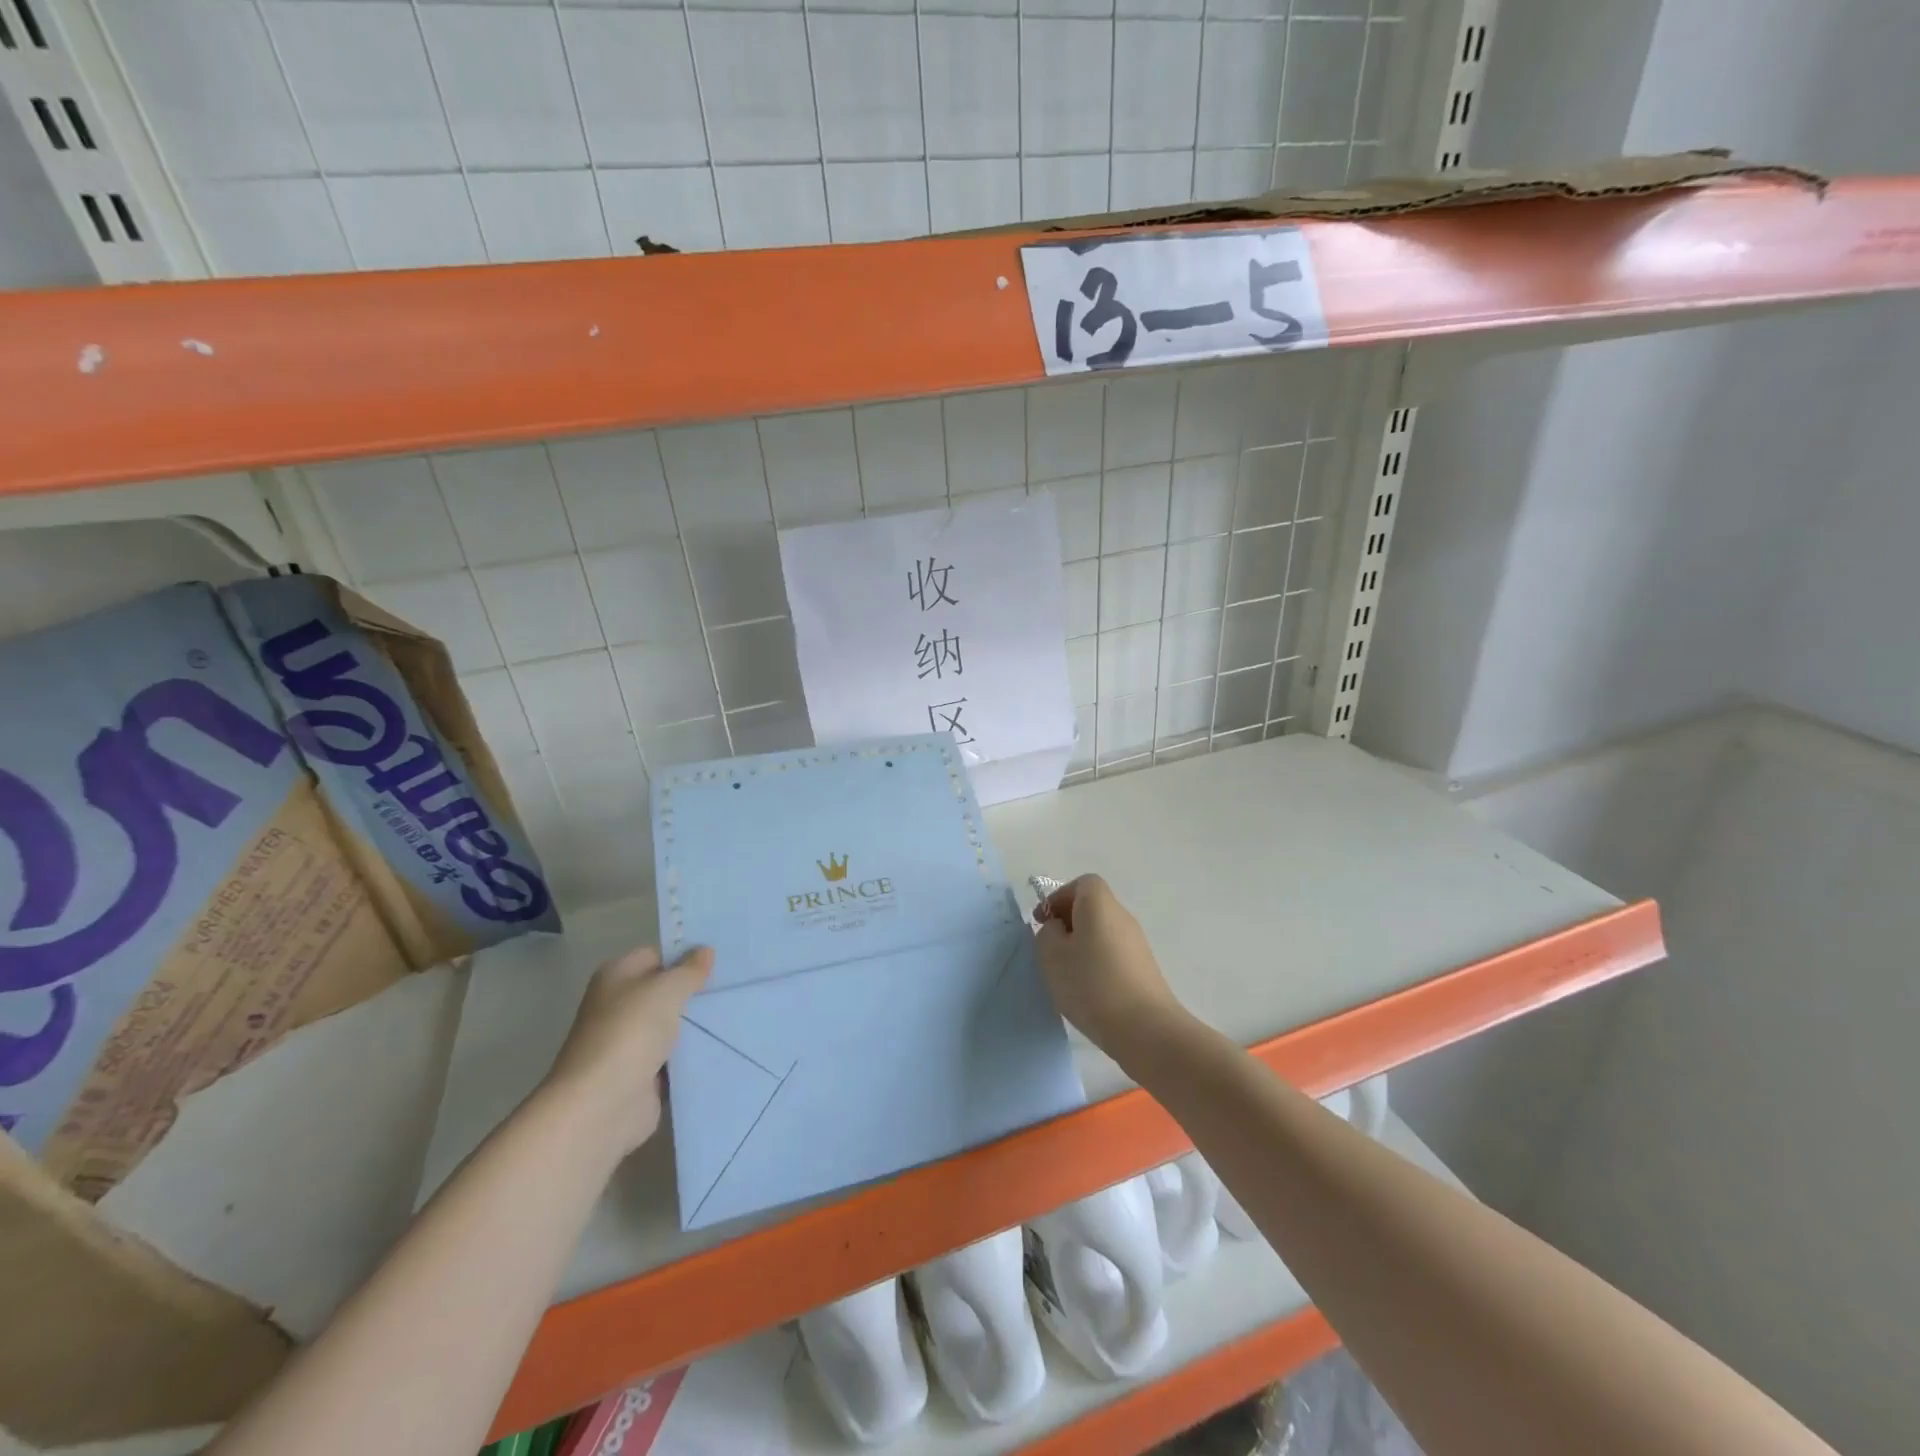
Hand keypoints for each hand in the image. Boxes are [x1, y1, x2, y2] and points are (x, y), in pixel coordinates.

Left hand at [541, 945, 712, 1158]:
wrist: (602, 1105)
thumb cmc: (630, 1032)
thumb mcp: (667, 989)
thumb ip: (689, 970)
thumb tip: (705, 950)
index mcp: (616, 977)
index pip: (655, 956)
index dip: (684, 957)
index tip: (720, 961)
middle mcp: (618, 1006)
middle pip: (664, 992)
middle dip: (695, 992)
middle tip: (733, 986)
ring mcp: (629, 1043)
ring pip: (671, 1026)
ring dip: (696, 1025)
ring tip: (737, 1013)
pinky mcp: (642, 1075)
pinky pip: (675, 1058)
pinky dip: (692, 1056)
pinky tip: (723, 1045)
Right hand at [1033, 875, 1184, 1059]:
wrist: (1145, 1029)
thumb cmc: (1092, 984)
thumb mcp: (1052, 956)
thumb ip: (1048, 934)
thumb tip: (1059, 930)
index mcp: (1100, 904)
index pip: (1082, 884)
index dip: (1059, 897)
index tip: (1043, 922)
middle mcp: (1122, 916)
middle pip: (1093, 907)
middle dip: (1069, 923)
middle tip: (1050, 949)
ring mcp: (1137, 944)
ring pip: (1102, 933)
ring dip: (1082, 946)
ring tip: (1066, 975)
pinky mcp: (1144, 969)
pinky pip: (1113, 954)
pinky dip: (1097, 964)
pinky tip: (1088, 991)